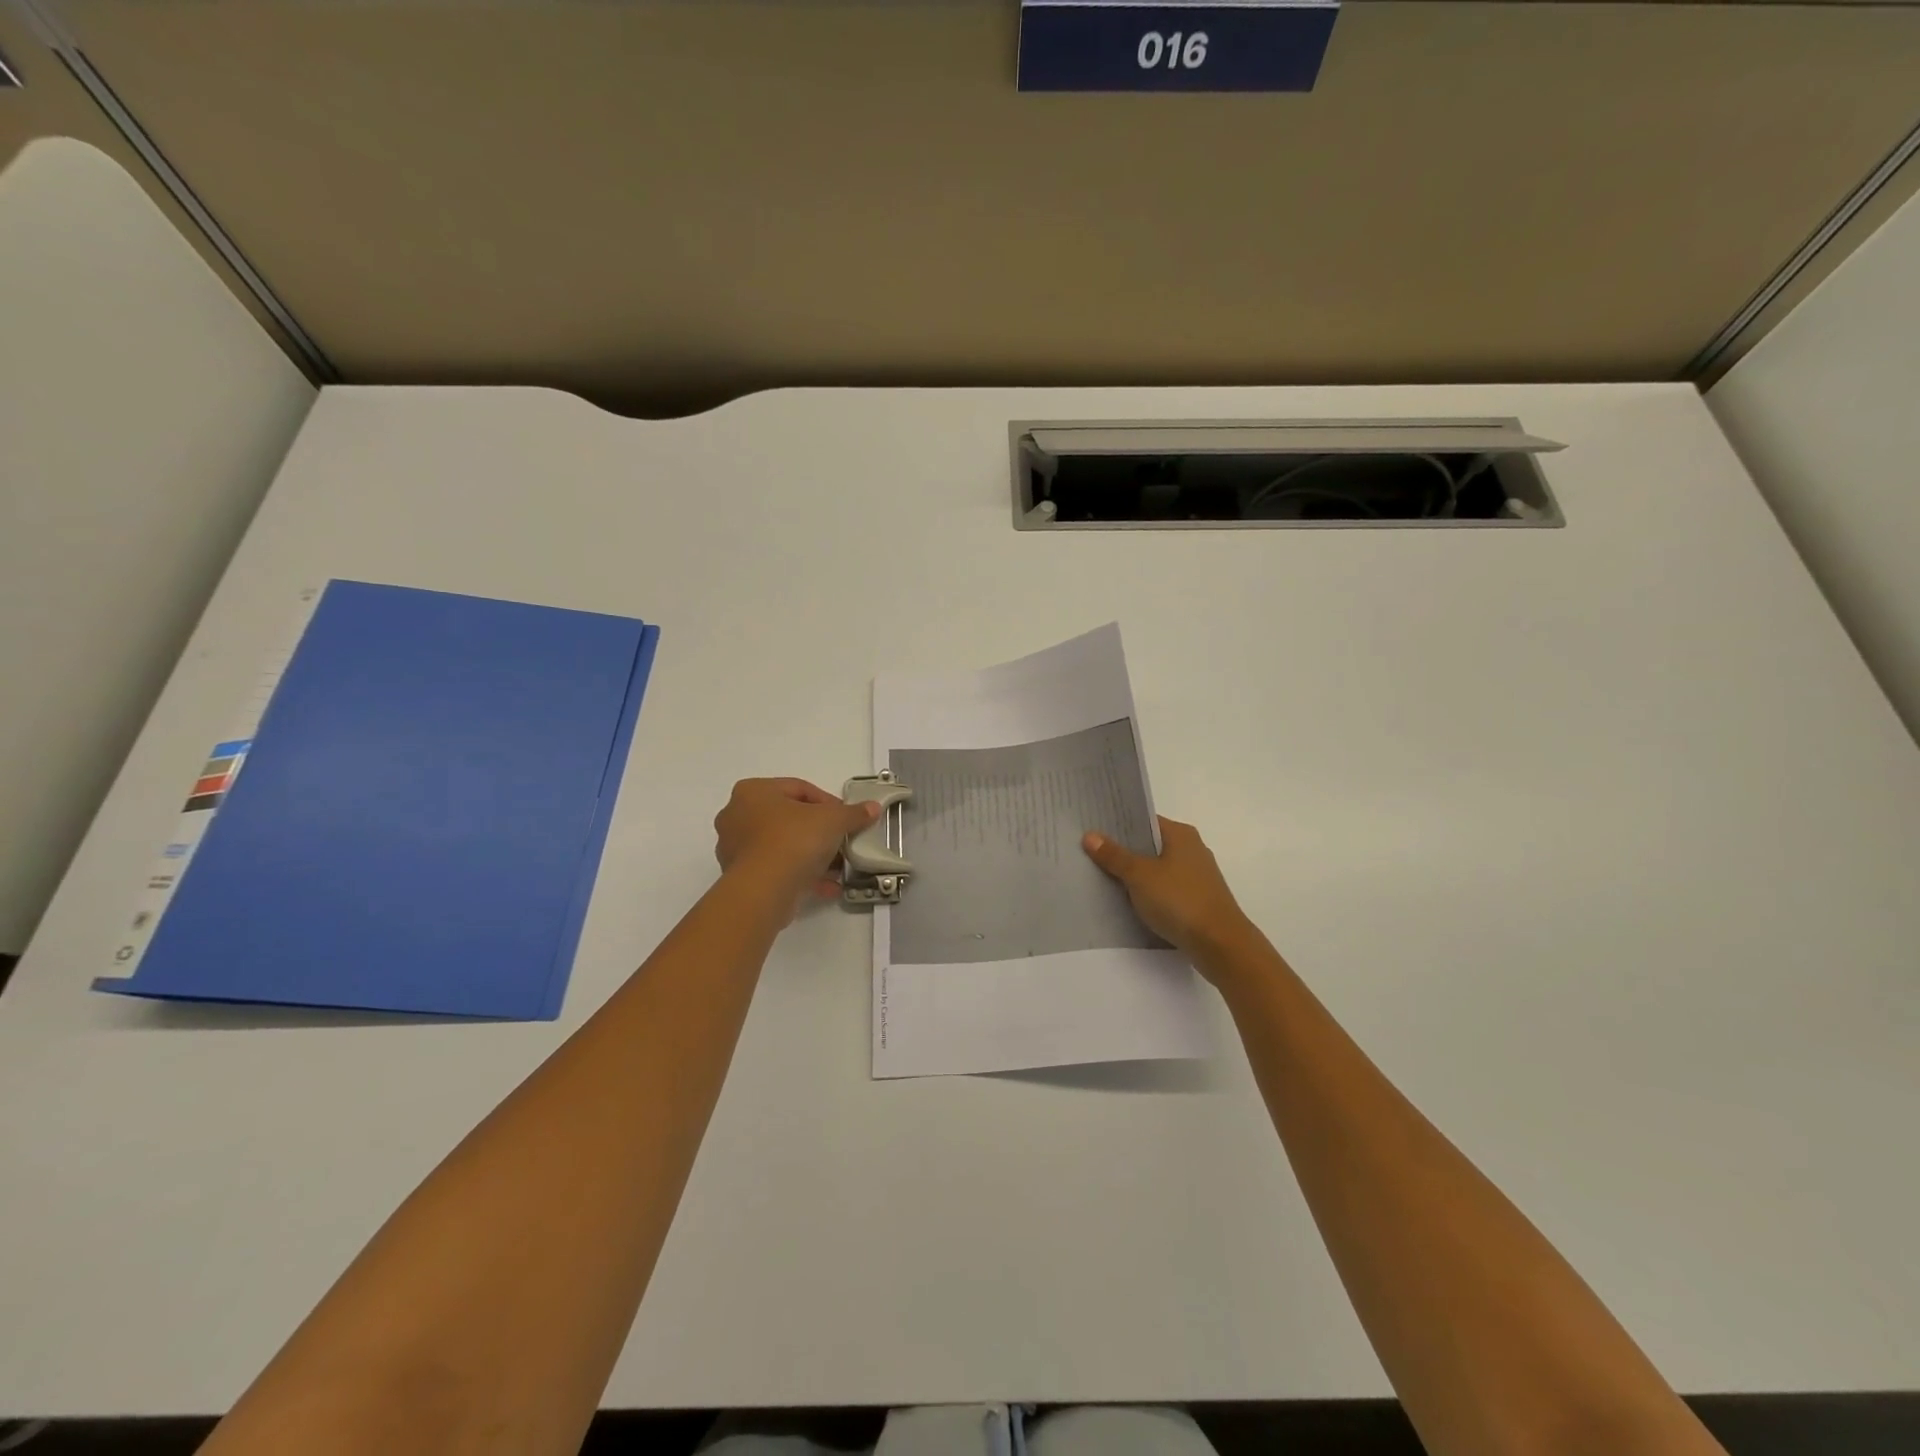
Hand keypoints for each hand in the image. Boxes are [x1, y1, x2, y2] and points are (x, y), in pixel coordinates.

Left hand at [714, 778, 879, 914]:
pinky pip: (777, 869)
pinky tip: (827, 886)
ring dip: (812, 855)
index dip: (829, 803)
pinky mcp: (740, 877)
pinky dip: (800, 875)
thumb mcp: (833, 820)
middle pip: (789, 818)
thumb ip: (853, 813)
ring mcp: (735, 848)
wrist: (764, 890)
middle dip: (819, 831)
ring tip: (837, 867)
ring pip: (783, 846)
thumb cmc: (794, 840)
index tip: (846, 819)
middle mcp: (737, 815)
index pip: (799, 789)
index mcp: (753, 791)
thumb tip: (872, 808)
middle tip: (841, 841)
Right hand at [1083, 817, 1257, 978]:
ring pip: (1157, 868)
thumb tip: (1090, 835)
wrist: (1220, 945)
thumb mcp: (1140, 876)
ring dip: (1134, 874)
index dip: (1118, 823)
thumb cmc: (1180, 901)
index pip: (1144, 820)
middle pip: (1149, 844)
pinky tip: (1127, 901)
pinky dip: (1148, 892)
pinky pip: (1165, 889)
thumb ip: (1114, 856)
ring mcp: (1196, 877)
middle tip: (1089, 852)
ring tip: (1101, 876)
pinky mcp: (1197, 901)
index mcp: (1181, 835)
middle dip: (1123, 850)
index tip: (1092, 828)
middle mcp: (1191, 850)